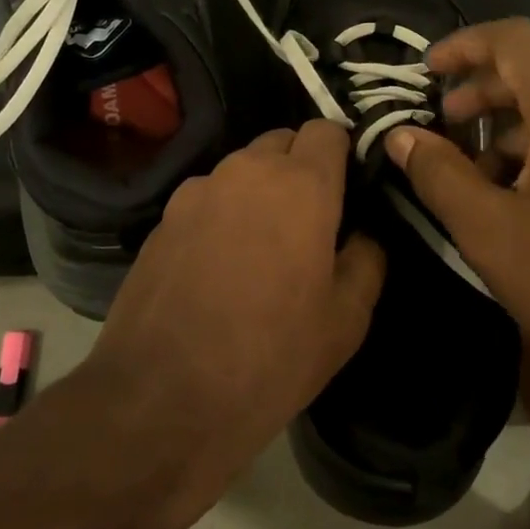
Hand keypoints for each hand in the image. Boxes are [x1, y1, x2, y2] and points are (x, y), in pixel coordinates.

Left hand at [91, 121, 385, 464]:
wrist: (162, 398)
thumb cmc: (271, 357)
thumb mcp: (346, 320)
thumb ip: (367, 260)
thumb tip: (363, 233)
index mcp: (301, 186)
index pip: (327, 130)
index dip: (342, 153)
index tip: (349, 189)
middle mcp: (246, 172)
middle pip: (282, 142)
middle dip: (301, 168)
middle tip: (310, 223)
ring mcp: (197, 192)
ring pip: (242, 170)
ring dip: (260, 191)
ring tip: (261, 247)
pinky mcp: (162, 219)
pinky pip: (207, 198)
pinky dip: (222, 214)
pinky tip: (218, 265)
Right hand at [384, 19, 529, 393]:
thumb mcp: (489, 232)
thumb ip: (438, 174)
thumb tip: (400, 135)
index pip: (516, 39)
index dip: (464, 44)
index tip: (425, 70)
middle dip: (481, 93)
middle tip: (441, 127)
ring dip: (509, 131)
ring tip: (473, 176)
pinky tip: (521, 202)